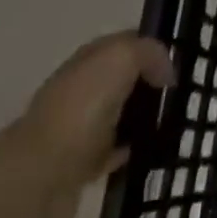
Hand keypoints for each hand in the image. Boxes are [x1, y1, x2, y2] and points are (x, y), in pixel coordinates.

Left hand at [0, 33, 177, 217]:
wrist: (39, 175)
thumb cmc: (82, 106)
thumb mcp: (122, 57)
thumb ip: (150, 53)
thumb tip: (165, 75)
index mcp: (89, 58)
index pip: (126, 42)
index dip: (152, 49)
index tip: (177, 65)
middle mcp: (80, 87)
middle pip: (123, 78)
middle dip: (149, 83)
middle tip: (178, 94)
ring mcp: (77, 126)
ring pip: (119, 113)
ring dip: (141, 117)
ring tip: (170, 123)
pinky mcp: (78, 164)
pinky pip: (112, 150)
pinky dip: (129, 149)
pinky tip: (146, 150)